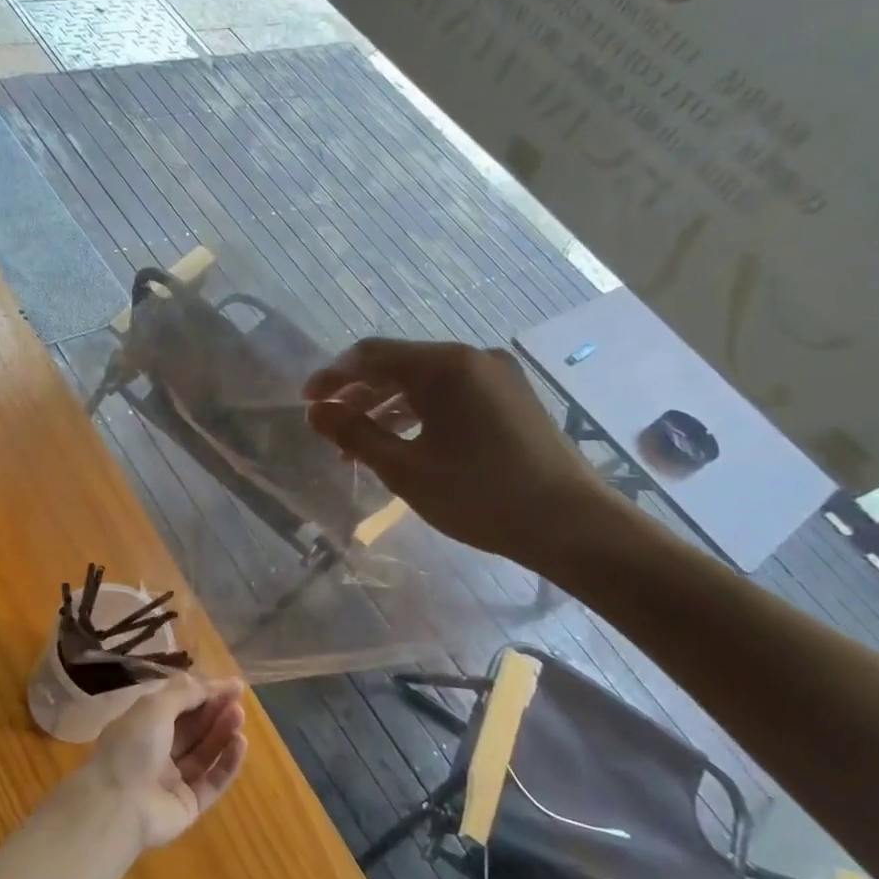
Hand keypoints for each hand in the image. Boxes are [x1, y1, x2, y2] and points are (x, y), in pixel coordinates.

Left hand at [88, 675, 247, 849]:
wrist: (119, 806)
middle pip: (193, 728)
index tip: (232, 685)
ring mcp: (173, 780)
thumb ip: (186, 693)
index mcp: (143, 726)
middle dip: (215, 712)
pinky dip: (227, 762)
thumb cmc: (133, 747)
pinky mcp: (189, 805)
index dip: (204, 693)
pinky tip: (241, 743)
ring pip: (204, 753)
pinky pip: (212, 781)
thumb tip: (214, 683)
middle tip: (238, 701)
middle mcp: (157, 751)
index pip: (178, 705)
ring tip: (239, 716)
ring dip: (223, 733)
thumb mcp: (155, 707)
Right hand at [302, 337, 609, 571]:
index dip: (333, 376)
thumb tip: (315, 412)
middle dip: (358, 394)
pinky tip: (404, 444)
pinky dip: (420, 413)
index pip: (371, 355)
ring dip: (386, 407)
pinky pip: (451, 395)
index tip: (307, 403)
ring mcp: (496, 377)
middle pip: (398, 365)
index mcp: (444, 366)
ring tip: (360, 445)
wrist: (571, 523)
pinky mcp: (511, 399)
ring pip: (425, 382)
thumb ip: (354, 434)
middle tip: (330, 427)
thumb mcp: (404, 468)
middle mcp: (472, 359)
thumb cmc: (479, 494)